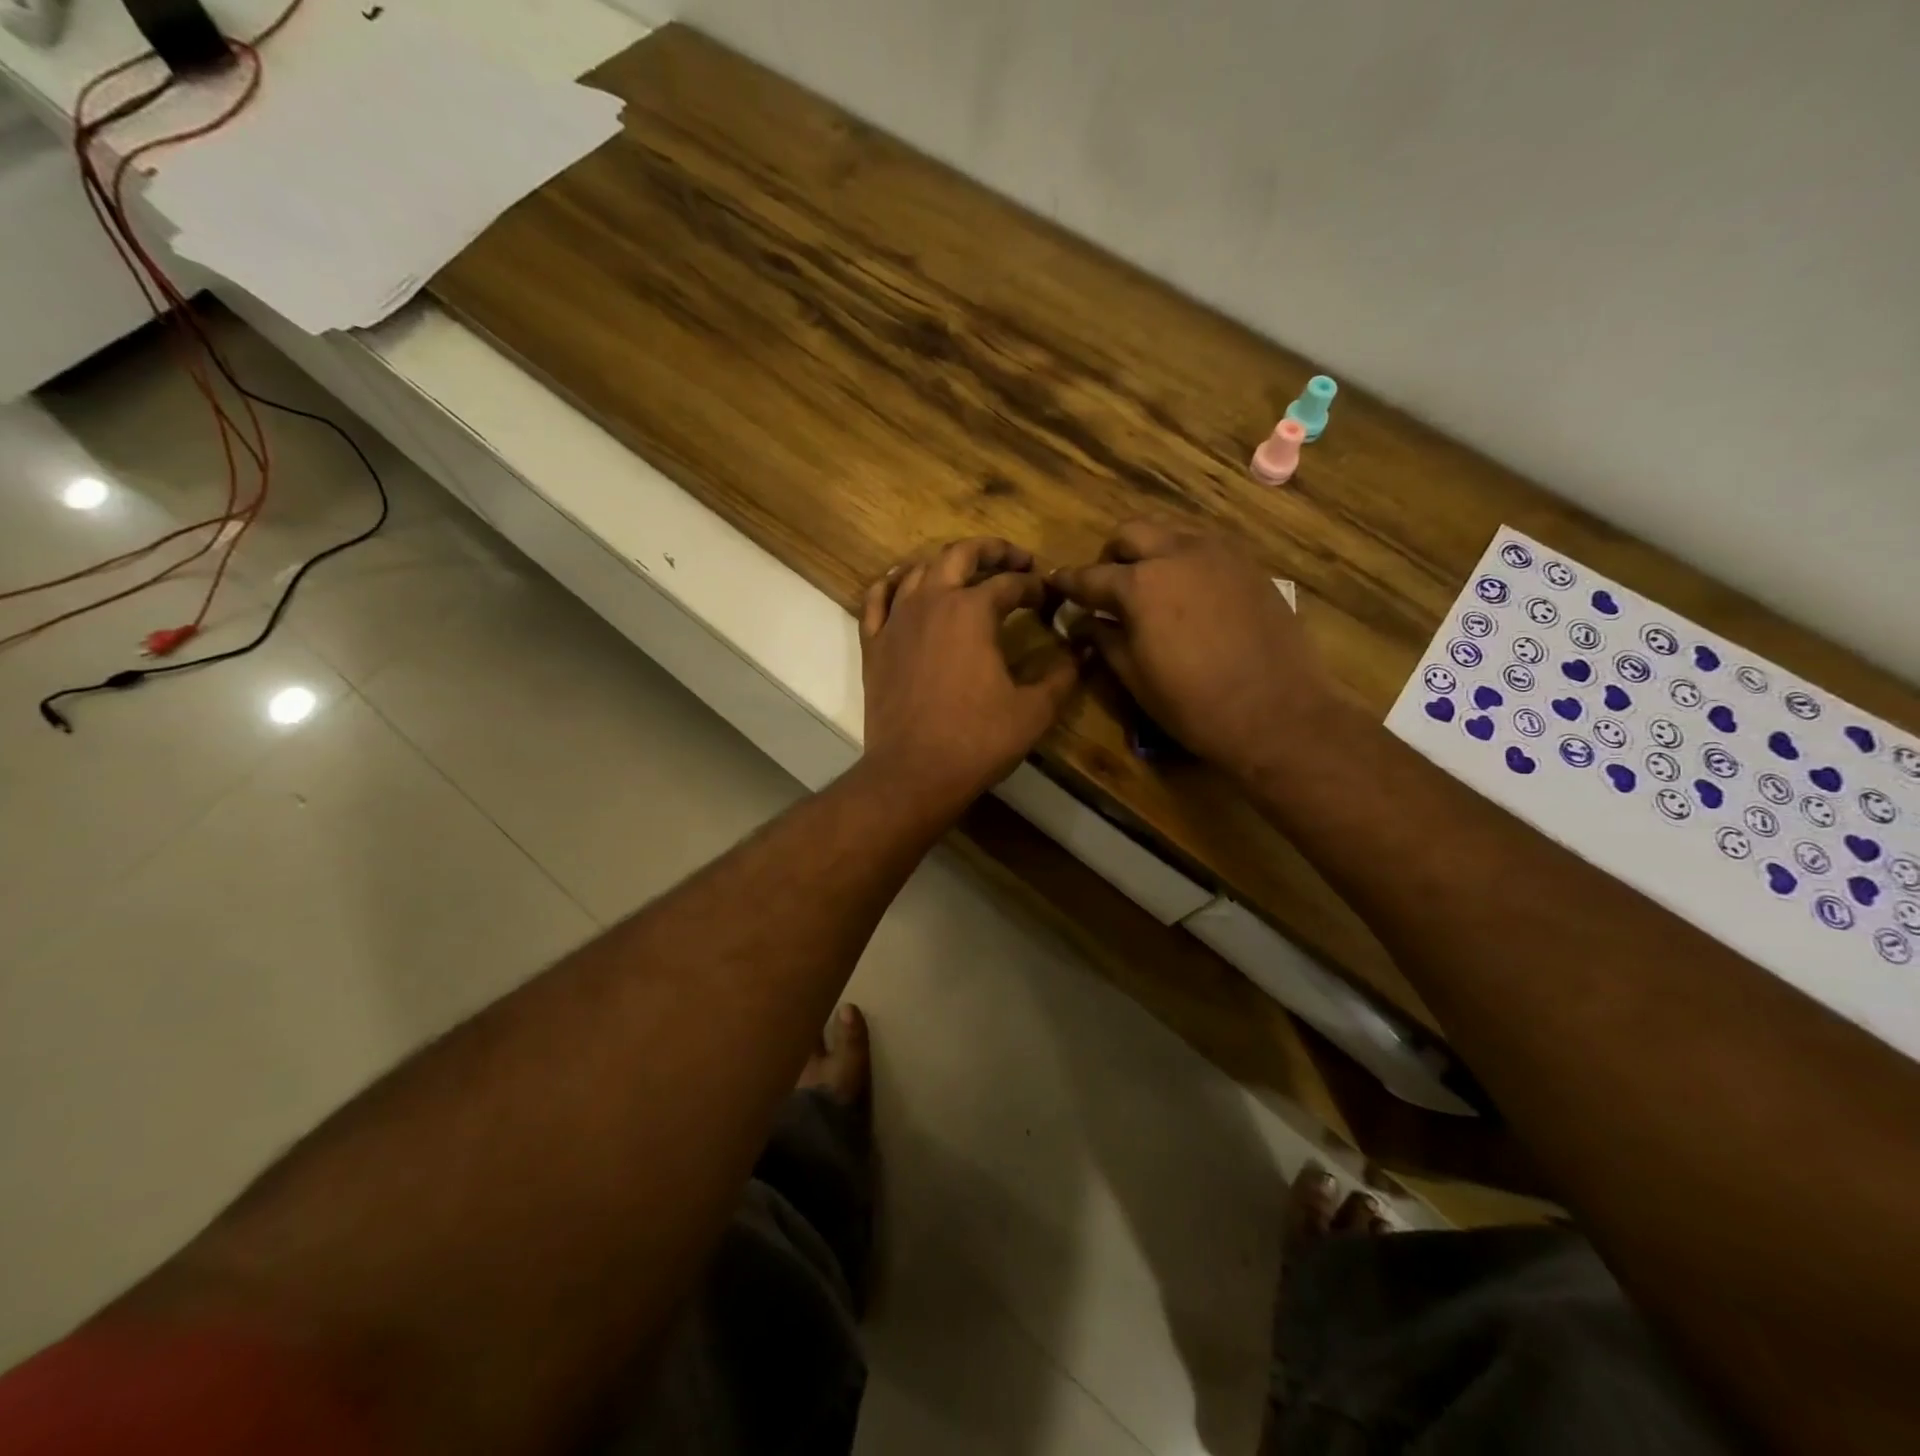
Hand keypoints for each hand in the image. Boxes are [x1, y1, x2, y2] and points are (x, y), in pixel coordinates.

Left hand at [858, 538, 1078, 816]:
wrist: (913, 773)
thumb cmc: (977, 741)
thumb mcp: (1034, 710)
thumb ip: (1063, 675)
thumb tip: (1085, 651)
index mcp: (973, 611)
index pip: (1010, 583)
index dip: (1035, 586)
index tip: (1049, 597)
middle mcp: (932, 602)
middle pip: (961, 554)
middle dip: (993, 551)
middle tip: (1016, 560)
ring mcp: (896, 621)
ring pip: (919, 570)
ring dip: (947, 563)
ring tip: (967, 571)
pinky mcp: (873, 644)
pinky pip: (877, 599)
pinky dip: (892, 583)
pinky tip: (904, 582)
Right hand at [1051, 520, 1333, 780]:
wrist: (1277, 713)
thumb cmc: (1194, 704)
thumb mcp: (1135, 677)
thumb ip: (1104, 640)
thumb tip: (1082, 623)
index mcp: (1140, 584)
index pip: (1090, 576)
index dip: (1067, 582)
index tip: (1054, 583)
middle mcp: (1177, 553)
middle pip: (1131, 532)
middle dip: (1111, 555)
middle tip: (1108, 587)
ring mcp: (1219, 554)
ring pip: (1171, 530)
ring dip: (1151, 550)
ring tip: (1150, 586)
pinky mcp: (1249, 565)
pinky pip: (1206, 546)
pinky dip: (1185, 559)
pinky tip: (1189, 592)